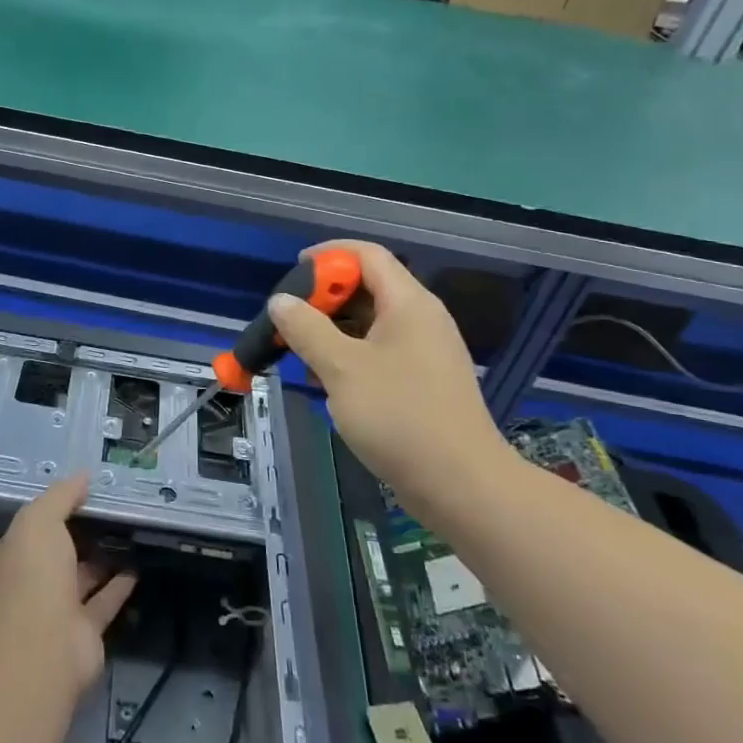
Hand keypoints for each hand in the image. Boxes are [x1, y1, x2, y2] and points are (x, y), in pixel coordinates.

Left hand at [0, 475, 135, 693]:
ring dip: (102, 559)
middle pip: (60, 552)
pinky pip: (104, 602)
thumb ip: (61, 496)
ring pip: (83, 577)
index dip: (58, 507)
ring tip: (130, 534)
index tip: (87, 491)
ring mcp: (57, 609)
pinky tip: (137, 566)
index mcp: (14, 555)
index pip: (35, 526)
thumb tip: (83, 476)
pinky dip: (119, 586)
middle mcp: (32, 582)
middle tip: (113, 510)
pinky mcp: (84, 632)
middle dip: (81, 533)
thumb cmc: (34, 575)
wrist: (44, 646)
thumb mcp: (40, 520)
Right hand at [268, 241, 511, 494]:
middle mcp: (420, 319)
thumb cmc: (400, 417)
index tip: (293, 272)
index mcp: (409, 304)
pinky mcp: (422, 383)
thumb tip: (280, 301)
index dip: (329, 255)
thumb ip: (306, 329)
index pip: (367, 255)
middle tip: (289, 321)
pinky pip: (379, 353)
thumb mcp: (342, 369)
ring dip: (332, 332)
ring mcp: (423, 353)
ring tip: (302, 356)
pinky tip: (329, 385)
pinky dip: (349, 358)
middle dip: (324, 299)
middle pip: (367, 288)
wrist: (462, 487)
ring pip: (370, 324)